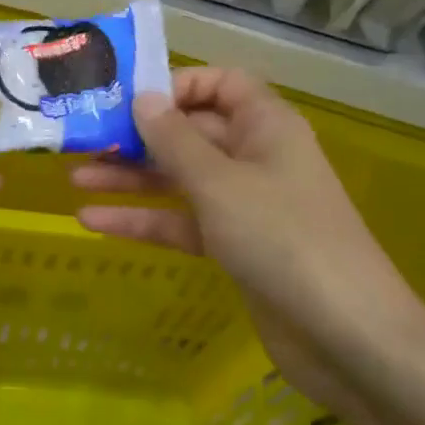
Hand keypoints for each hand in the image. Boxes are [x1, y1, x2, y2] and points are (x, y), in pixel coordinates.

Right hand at [71, 67, 424, 409]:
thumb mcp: (219, 183)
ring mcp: (244, 205)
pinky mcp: (234, 247)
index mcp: (265, 127)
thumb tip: (142, 97)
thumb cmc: (283, 240)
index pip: (220, 84)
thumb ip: (174, 139)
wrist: (348, 339)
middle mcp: (255, 158)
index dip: (176, 85)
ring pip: (180, 179)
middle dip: (139, 136)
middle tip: (85, 138)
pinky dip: (144, 220)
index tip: (128, 99)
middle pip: (191, 132)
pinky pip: (182, 221)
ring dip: (132, 178)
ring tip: (77, 177)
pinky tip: (93, 222)